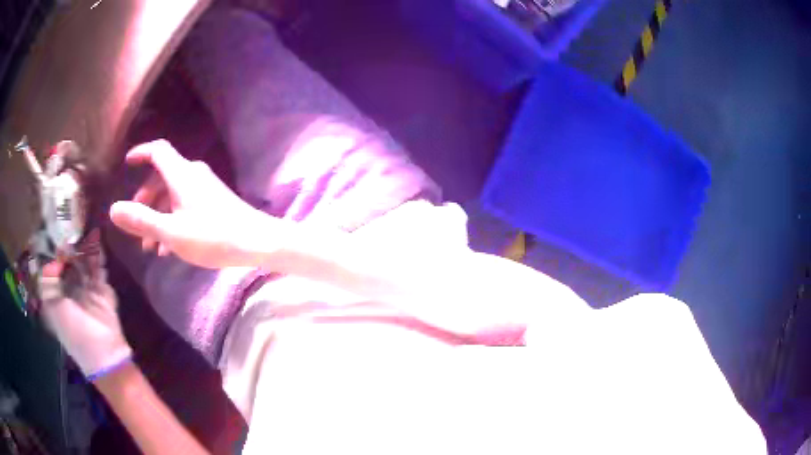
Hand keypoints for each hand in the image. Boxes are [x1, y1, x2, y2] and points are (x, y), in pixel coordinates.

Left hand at [38, 231, 131, 379]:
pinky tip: (95, 235)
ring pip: (81, 260)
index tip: (49, 226)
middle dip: (66, 241)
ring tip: (81, 220)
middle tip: (67, 218)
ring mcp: (86, 287)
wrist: (104, 354)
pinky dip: (96, 251)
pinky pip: (98, 266)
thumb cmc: (74, 333)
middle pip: (65, 259)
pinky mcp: (101, 288)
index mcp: (55, 294)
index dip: (49, 247)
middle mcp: (68, 288)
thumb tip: (51, 248)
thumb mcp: (54, 307)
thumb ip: (50, 276)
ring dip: (81, 244)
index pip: (49, 265)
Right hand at [109, 140, 275, 268]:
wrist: (257, 241)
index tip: (127, 163)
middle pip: (161, 177)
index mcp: (181, 174)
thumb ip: (141, 220)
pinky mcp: (214, 200)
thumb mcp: (170, 232)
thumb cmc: (212, 236)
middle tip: (137, 227)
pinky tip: (169, 248)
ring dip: (158, 216)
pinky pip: (185, 204)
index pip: (157, 151)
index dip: (140, 152)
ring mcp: (205, 187)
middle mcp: (193, 174)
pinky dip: (173, 220)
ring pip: (172, 195)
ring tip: (151, 247)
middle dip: (145, 201)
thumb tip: (113, 209)